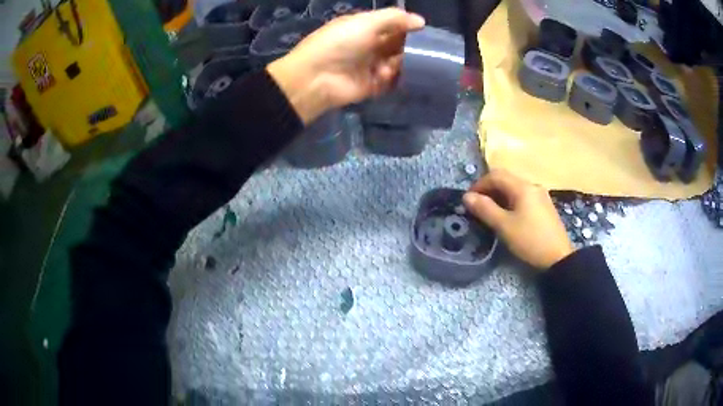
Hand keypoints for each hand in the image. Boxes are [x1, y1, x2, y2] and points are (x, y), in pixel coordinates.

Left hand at [267, 8, 424, 123]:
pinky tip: (388, 74)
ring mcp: (372, 66)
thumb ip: (394, 18)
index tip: (424, 30)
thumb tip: (421, 21)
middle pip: (398, 44)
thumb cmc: (340, 43)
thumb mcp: (365, 22)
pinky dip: (394, 77)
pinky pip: (392, 80)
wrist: (316, 77)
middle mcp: (370, 45)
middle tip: (422, 49)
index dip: (408, 26)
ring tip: (399, 62)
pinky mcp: (373, 85)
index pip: (393, 25)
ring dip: (402, 62)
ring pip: (398, 62)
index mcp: (366, 28)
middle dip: (410, 46)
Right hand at [463, 170, 573, 269]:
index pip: (496, 175)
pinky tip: (508, 216)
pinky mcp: (544, 206)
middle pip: (506, 179)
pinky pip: (523, 197)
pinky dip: (510, 201)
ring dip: (499, 196)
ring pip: (514, 188)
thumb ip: (485, 209)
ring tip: (490, 212)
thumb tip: (467, 196)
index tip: (468, 200)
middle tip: (477, 206)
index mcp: (523, 187)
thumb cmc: (530, 240)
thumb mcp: (504, 226)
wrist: (558, 257)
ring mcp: (540, 195)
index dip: (479, 184)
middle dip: (488, 190)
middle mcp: (532, 186)